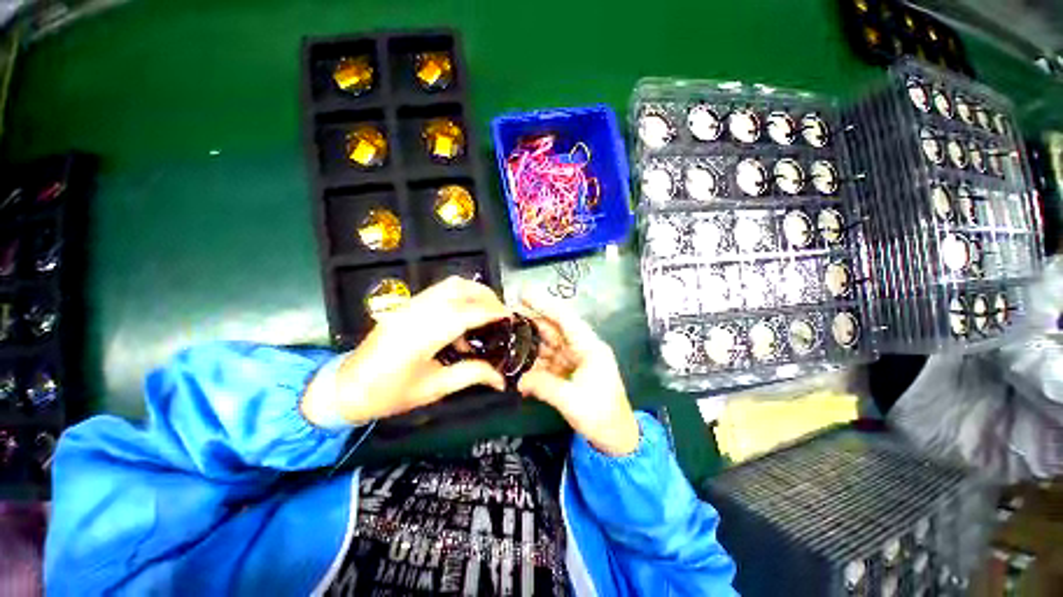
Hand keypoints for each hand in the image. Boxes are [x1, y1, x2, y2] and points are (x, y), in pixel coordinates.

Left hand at [302, 277, 508, 425]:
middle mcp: (414, 313)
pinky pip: (440, 291)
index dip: (491, 312)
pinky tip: (462, 320)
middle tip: (501, 314)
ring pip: (449, 285)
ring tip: (486, 312)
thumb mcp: (434, 389)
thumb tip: (501, 378)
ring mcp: (408, 305)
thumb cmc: (389, 394)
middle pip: (458, 289)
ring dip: (474, 292)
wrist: (347, 387)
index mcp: (420, 337)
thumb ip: (471, 375)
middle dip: (486, 297)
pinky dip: (459, 297)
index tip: (510, 317)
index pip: (464, 314)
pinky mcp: (406, 305)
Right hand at [517, 295, 639, 455]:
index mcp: (589, 348)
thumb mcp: (571, 400)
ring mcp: (576, 361)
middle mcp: (582, 349)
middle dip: (533, 321)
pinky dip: (536, 364)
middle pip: (555, 329)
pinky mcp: (570, 372)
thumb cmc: (601, 416)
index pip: (565, 319)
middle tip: (509, 315)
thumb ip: (543, 386)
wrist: (617, 439)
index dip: (544, 304)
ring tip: (509, 340)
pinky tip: (521, 367)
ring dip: (531, 344)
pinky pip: (549, 362)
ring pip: (550, 345)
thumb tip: (519, 381)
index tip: (524, 294)